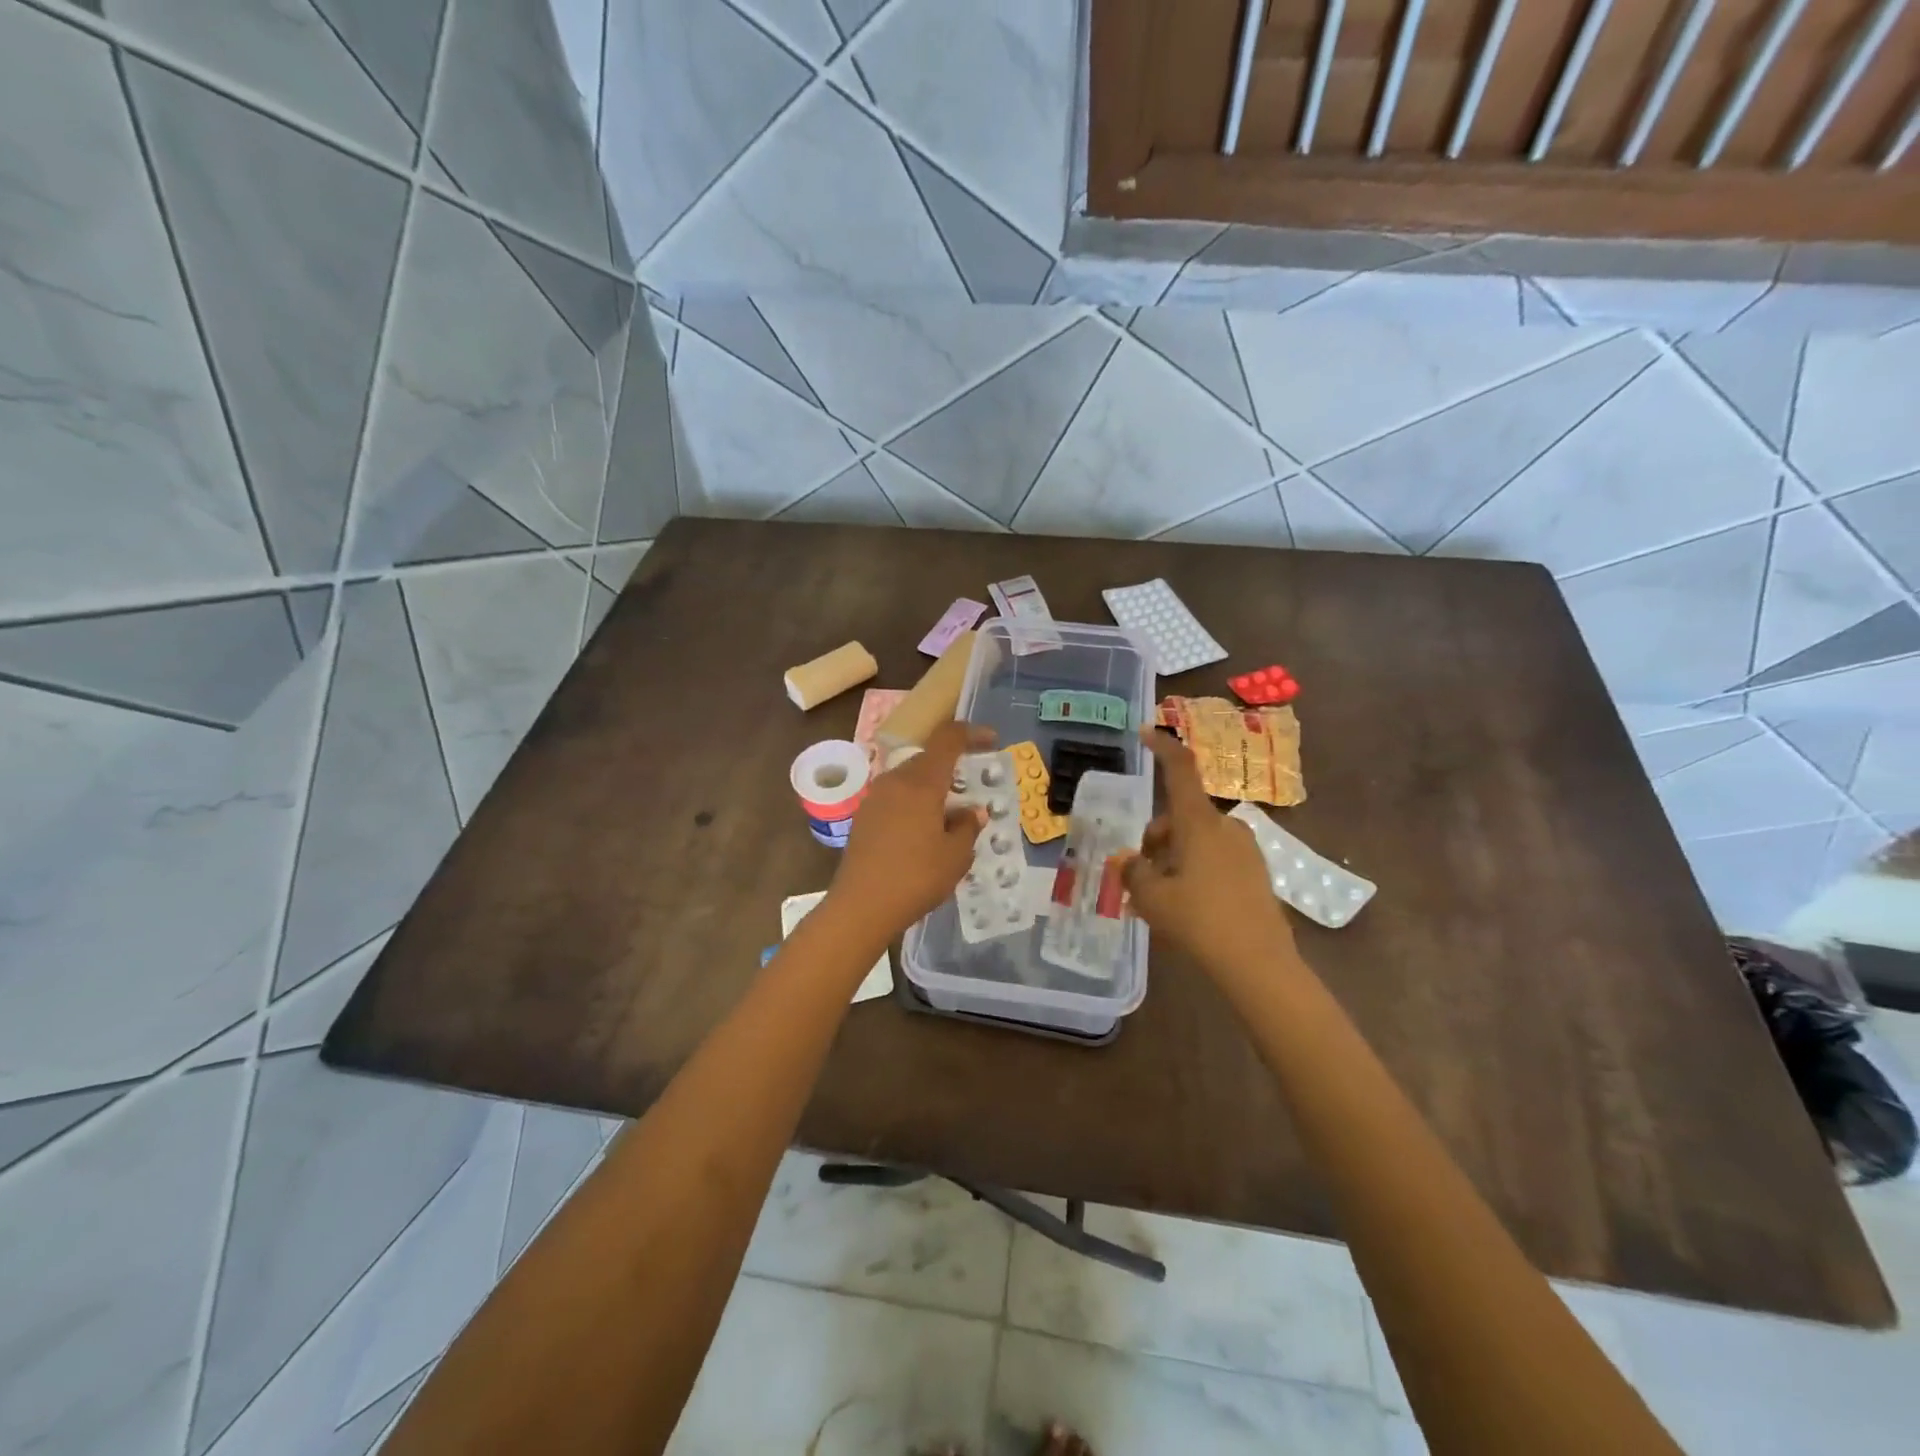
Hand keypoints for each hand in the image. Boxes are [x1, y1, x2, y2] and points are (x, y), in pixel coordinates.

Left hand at [828, 720, 994, 941]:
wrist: (860, 907)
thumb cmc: (915, 878)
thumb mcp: (955, 856)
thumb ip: (967, 827)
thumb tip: (972, 811)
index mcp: (921, 783)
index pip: (947, 739)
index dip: (971, 733)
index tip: (991, 740)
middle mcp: (895, 781)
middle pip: (928, 759)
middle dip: (953, 767)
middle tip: (973, 789)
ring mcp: (875, 798)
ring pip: (911, 779)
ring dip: (933, 788)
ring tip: (951, 815)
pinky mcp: (864, 817)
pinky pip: (897, 798)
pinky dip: (915, 804)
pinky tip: (924, 832)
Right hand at [1124, 728, 1297, 974]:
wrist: (1259, 964)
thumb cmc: (1198, 921)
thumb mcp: (1151, 897)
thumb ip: (1133, 872)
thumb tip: (1129, 862)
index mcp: (1199, 822)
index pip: (1181, 770)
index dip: (1163, 747)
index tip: (1146, 732)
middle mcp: (1226, 827)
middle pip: (1180, 816)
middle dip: (1156, 838)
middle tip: (1140, 875)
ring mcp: (1246, 850)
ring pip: (1197, 840)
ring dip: (1174, 858)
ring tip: (1159, 899)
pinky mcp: (1256, 873)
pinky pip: (1216, 859)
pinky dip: (1195, 871)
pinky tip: (1187, 907)